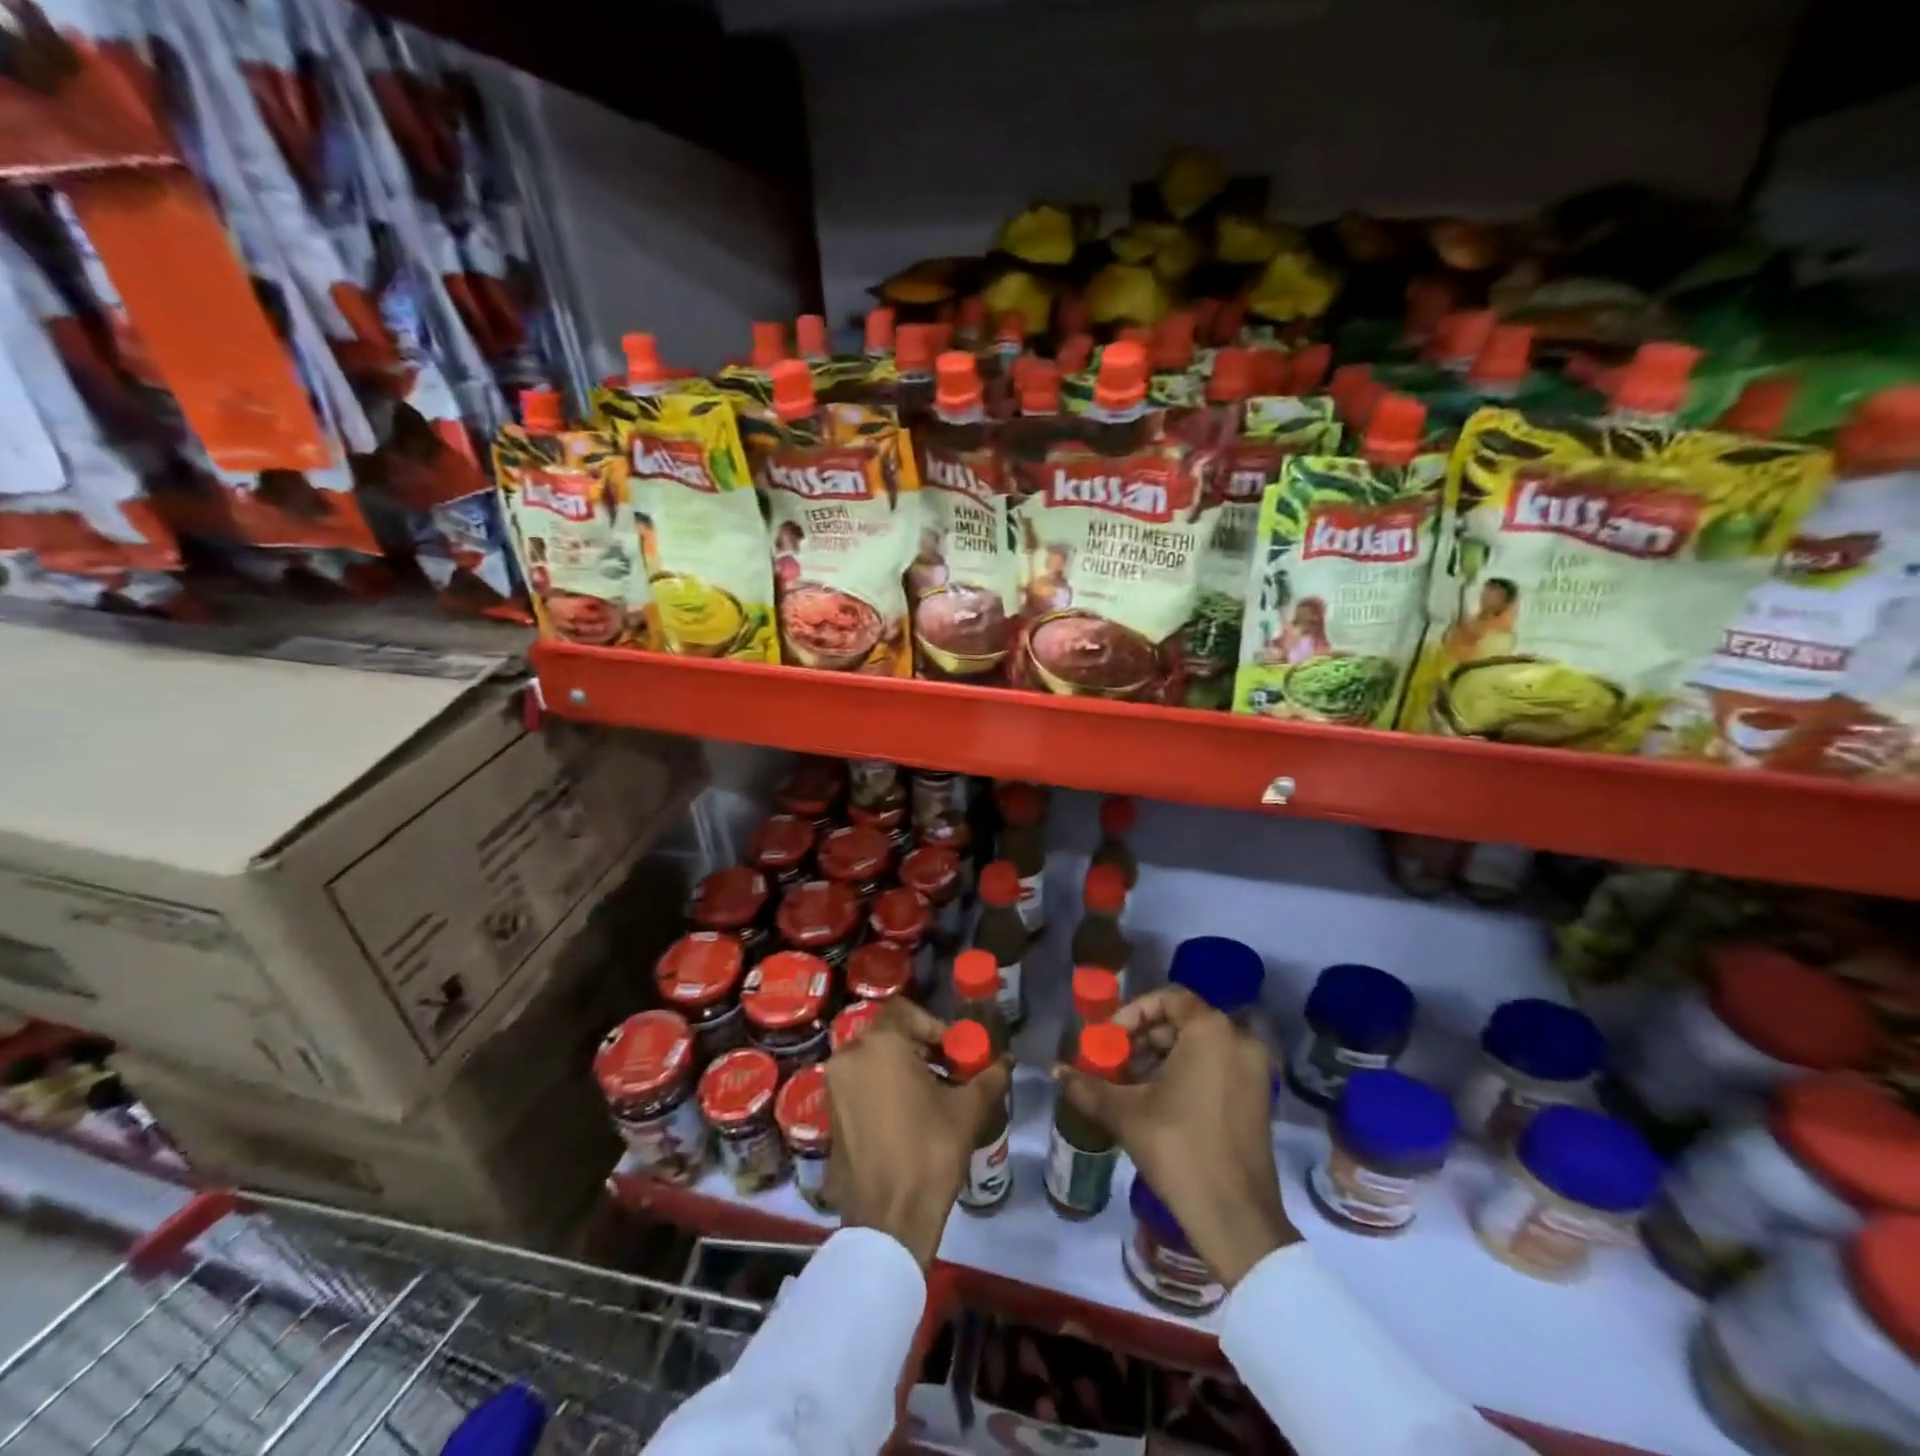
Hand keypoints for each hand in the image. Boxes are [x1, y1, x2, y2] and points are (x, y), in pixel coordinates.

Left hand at [825, 999, 1012, 1266]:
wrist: (888, 1221)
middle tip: (948, 1072)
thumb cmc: (929, 1152)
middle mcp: (849, 1056)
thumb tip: (1006, 1061)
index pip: (906, 1011)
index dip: (934, 1026)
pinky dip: (882, 1089)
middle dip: (920, 1048)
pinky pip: (859, 1085)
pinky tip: (907, 1118)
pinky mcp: (829, 1115)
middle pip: (888, 1035)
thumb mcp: (968, 1110)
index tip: (954, 1052)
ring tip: (932, 1097)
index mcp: (880, 1044)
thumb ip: (989, 1076)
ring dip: (901, 1069)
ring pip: (873, 1060)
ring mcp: (833, 1087)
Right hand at [1055, 987, 1296, 1287]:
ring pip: (1199, 1047)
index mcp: (1212, 1031)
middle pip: (1182, 1022)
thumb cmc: (1179, 1149)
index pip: (1168, 998)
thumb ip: (1088, 1086)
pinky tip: (1157, 1103)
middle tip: (1114, 1062)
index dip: (1133, 1013)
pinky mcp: (1257, 1099)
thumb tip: (1055, 1071)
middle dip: (1143, 1039)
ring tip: (1129, 1086)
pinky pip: (1216, 1067)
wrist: (1236, 1218)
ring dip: (1161, 1058)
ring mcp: (1254, 1071)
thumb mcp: (1126, 1113)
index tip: (1110, 1038)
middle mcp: (1239, 1040)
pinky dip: (1186, 1074)